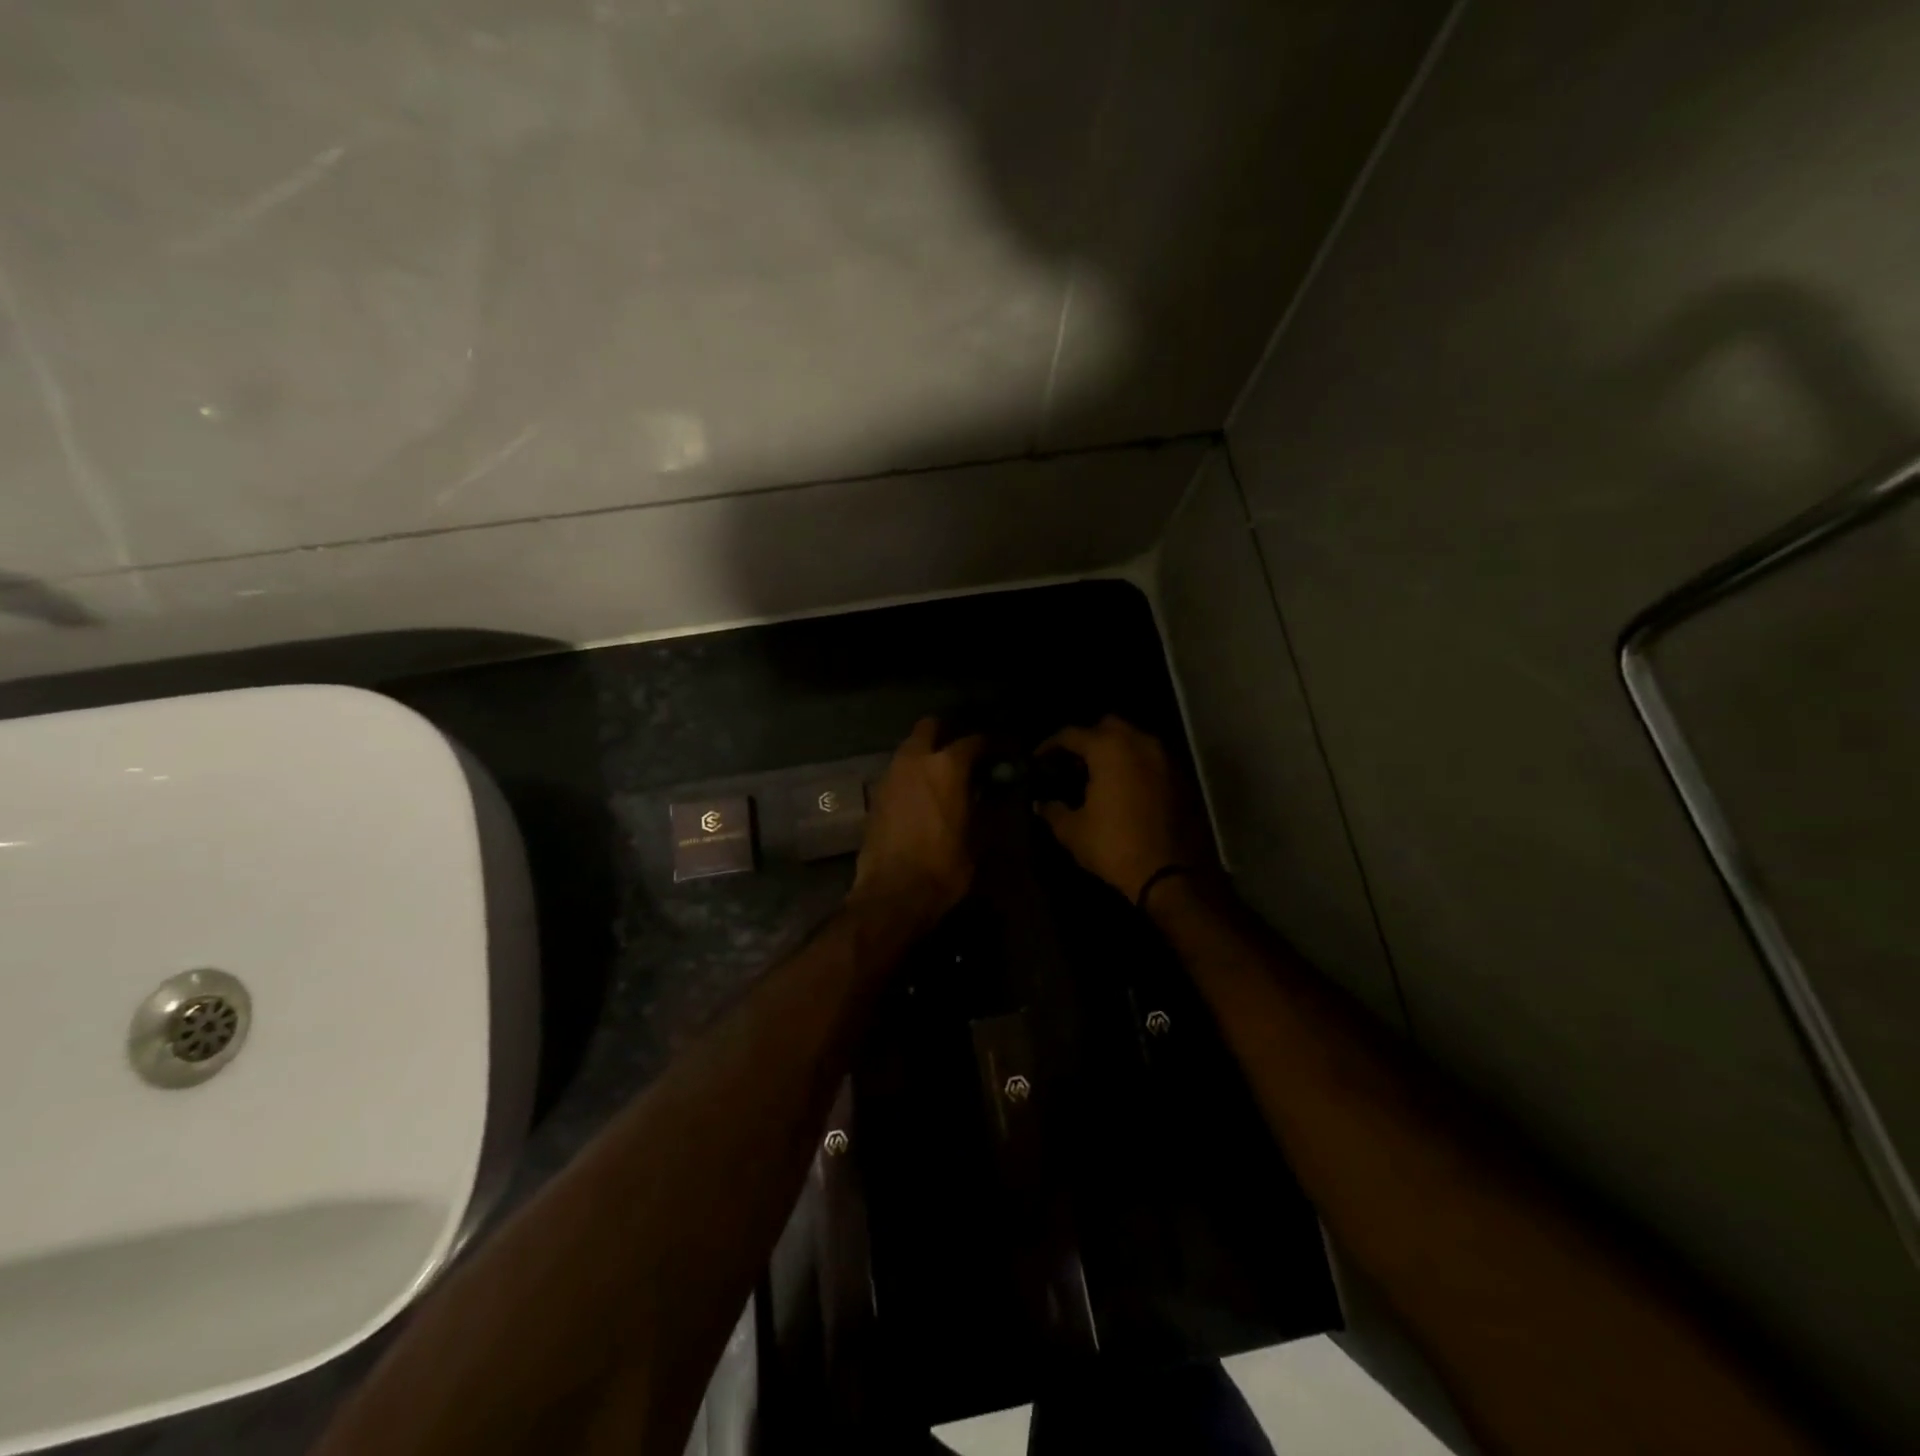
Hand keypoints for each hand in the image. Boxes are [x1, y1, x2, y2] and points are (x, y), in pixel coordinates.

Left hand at [852, 718, 982, 924]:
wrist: (892, 894)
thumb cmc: (944, 866)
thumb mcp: (979, 838)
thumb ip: (988, 804)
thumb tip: (996, 788)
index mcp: (947, 765)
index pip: (975, 740)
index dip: (993, 744)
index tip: (1003, 752)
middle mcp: (915, 759)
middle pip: (931, 727)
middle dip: (949, 733)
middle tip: (967, 753)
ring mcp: (891, 774)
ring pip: (911, 747)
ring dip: (928, 753)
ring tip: (945, 775)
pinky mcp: (876, 793)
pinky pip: (899, 770)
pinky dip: (913, 773)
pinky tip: (924, 794)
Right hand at [1036, 717, 1211, 902]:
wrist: (1168, 874)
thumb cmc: (1113, 845)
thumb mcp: (1072, 830)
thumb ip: (1053, 810)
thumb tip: (1041, 803)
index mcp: (1108, 749)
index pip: (1071, 734)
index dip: (1050, 745)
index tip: (1038, 759)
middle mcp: (1138, 743)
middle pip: (1108, 726)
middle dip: (1088, 739)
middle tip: (1073, 763)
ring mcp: (1163, 759)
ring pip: (1133, 740)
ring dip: (1114, 751)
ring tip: (1098, 775)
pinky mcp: (1179, 778)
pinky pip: (1150, 759)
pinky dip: (1134, 766)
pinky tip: (1122, 788)